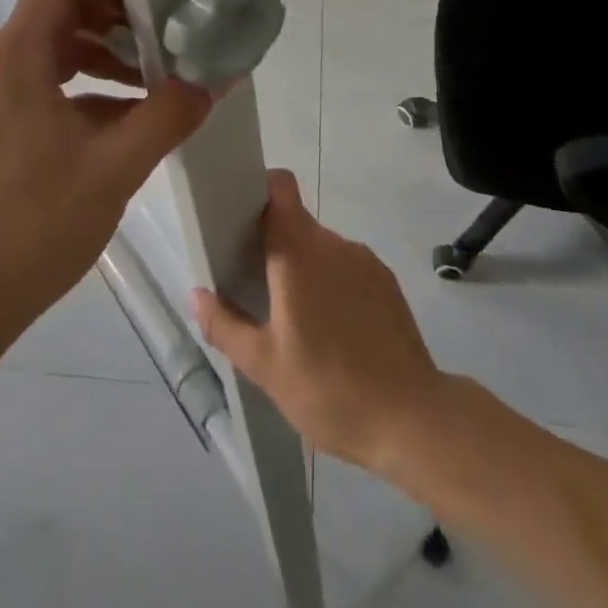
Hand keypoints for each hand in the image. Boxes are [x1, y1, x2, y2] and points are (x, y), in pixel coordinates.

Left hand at [0, 0, 213, 329]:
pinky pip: (49, 87)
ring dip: (108, 59)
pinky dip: (89, 92)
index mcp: (17, 55)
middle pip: (61, 11)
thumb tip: (218, 78)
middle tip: (167, 44)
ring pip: (58, 51)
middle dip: (118, 22)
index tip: (155, 5)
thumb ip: (171, 114)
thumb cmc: (34, 224)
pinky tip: (129, 125)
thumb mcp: (116, 166)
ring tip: (157, 85)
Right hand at [192, 170, 446, 473]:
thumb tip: (196, 295)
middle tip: (257, 286)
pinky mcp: (387, 283)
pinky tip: (332, 331)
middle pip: (296, 223)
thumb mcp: (264, 366)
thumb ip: (225, 325)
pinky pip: (348, 268)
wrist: (411, 420)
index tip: (241, 218)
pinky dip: (333, 285)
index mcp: (299, 252)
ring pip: (322, 248)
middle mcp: (333, 244)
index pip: (280, 188)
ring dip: (304, 270)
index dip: (260, 190)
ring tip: (296, 320)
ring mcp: (365, 261)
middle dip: (274, 246)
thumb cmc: (328, 389)